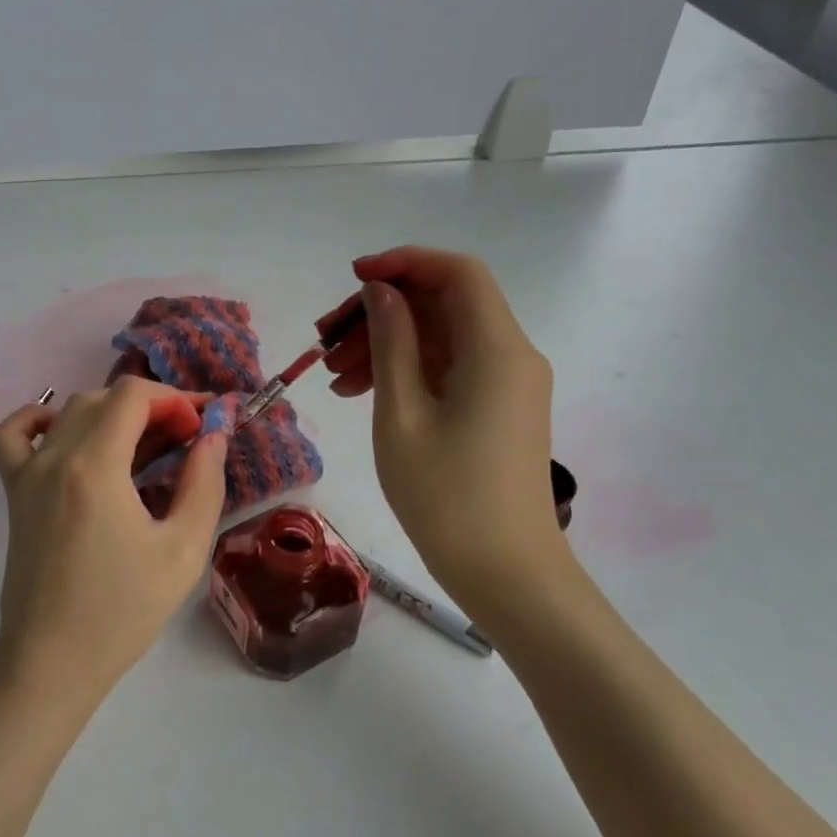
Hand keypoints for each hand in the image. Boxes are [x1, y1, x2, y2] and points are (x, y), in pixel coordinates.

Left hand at [0, 378, 227, 710]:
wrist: (52, 659)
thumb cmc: (123, 611)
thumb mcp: (183, 550)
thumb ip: (203, 483)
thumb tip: (214, 435)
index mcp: (95, 466)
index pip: (133, 395)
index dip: (174, 399)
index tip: (201, 428)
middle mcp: (55, 457)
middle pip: (104, 398)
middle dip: (151, 407)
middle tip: (184, 441)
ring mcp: (27, 473)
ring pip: (68, 411)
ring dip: (110, 413)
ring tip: (142, 445)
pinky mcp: (13, 492)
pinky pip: (14, 434)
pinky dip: (40, 420)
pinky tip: (68, 437)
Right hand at [320, 247, 572, 614]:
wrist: (507, 573)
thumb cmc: (446, 495)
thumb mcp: (402, 412)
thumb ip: (391, 341)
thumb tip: (380, 292)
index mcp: (495, 348)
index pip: (456, 273)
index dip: (403, 263)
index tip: (352, 279)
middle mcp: (511, 355)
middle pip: (444, 304)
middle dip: (382, 311)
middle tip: (325, 338)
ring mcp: (507, 384)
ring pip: (441, 338)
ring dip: (387, 344)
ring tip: (332, 376)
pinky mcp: (498, 409)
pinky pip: (449, 369)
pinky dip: (406, 371)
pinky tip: (360, 393)